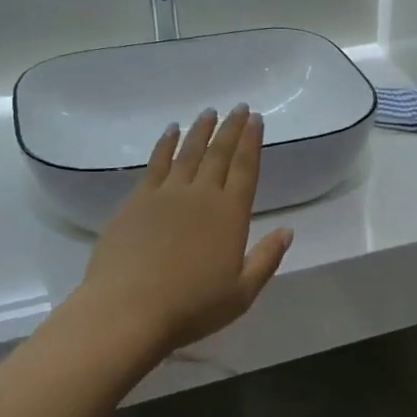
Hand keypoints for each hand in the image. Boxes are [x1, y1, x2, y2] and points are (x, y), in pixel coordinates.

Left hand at [76, 105, 293, 356]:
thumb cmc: (191, 306)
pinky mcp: (137, 201)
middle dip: (231, 128)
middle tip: (239, 107)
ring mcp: (166, 195)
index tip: (256, 119)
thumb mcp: (241, 293)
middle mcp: (201, 195)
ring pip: (188, 153)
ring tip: (209, 112)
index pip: (245, 169)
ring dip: (201, 130)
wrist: (128, 309)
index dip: (252, 142)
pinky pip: (156, 163)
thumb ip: (266, 259)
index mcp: (230, 215)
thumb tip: (287, 231)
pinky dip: (165, 144)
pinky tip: (170, 131)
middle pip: (219, 154)